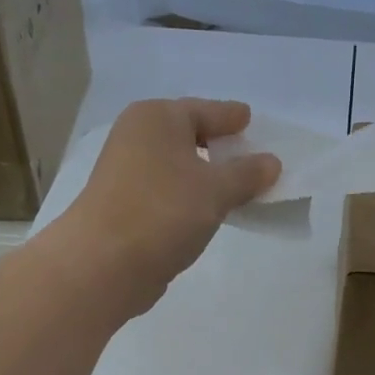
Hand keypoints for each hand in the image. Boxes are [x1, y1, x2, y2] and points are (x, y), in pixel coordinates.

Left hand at [61, 98, 280, 315]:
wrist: (103, 264)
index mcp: (157, 118)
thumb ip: (247, 174)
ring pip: (177, 166)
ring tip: (236, 191)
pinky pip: (168, 191)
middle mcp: (137, 137)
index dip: (231, 117)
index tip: (251, 119)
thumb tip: (271, 162)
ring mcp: (126, 172)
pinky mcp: (124, 205)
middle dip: (220, 148)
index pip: (205, 110)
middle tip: (250, 158)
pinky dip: (188, 197)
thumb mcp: (216, 190)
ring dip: (205, 177)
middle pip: (189, 136)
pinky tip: (207, 213)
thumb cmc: (163, 212)